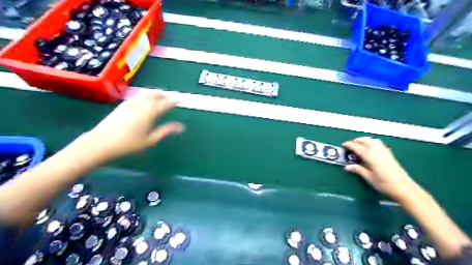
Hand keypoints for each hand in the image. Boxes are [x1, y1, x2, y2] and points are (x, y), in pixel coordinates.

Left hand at [78, 93, 183, 162]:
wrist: (100, 143)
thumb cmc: (128, 143)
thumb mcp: (151, 139)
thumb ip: (166, 131)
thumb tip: (181, 127)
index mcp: (150, 112)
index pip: (166, 103)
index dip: (174, 101)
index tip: (180, 100)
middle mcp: (141, 104)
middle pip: (156, 95)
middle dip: (165, 95)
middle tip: (172, 98)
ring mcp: (131, 103)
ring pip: (146, 94)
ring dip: (156, 94)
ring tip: (161, 97)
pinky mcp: (123, 105)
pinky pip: (138, 96)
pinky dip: (146, 96)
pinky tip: (146, 101)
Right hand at [343, 137, 415, 200]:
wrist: (404, 188)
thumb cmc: (384, 184)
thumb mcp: (369, 177)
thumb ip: (358, 170)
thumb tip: (347, 167)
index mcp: (370, 156)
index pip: (357, 147)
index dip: (349, 145)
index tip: (343, 145)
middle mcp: (377, 151)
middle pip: (365, 140)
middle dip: (357, 141)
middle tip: (350, 145)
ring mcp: (385, 151)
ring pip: (373, 140)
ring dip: (365, 141)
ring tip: (360, 146)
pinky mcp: (390, 154)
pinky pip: (379, 144)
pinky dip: (372, 143)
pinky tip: (371, 149)